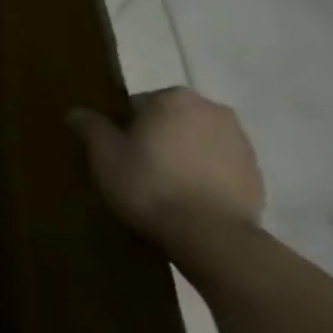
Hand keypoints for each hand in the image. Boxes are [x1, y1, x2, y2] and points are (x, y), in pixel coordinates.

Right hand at [68, 88, 262, 251]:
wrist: (210, 235)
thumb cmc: (149, 186)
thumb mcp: (105, 156)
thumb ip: (91, 127)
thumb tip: (77, 112)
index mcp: (173, 98)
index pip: (137, 105)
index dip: (124, 130)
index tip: (118, 155)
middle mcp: (211, 109)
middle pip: (170, 120)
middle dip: (157, 138)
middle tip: (139, 171)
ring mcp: (239, 140)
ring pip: (196, 141)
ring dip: (182, 155)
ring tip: (166, 188)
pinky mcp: (255, 171)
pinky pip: (218, 165)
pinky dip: (204, 174)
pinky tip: (190, 200)